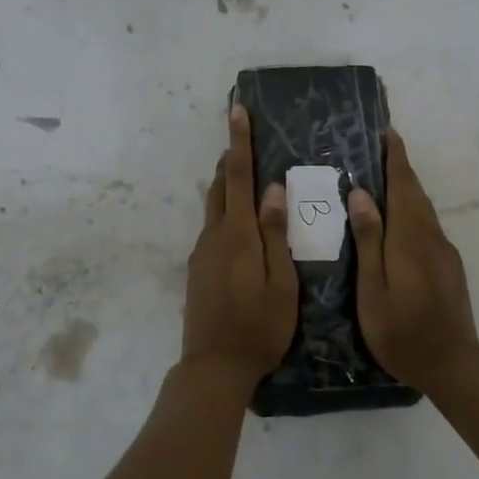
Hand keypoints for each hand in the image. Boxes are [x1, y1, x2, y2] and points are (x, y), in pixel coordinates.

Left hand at [183, 106, 297, 383]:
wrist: (213, 368)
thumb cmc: (259, 328)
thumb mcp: (281, 284)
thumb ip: (276, 234)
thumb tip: (273, 189)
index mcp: (238, 235)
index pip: (237, 176)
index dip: (239, 142)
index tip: (237, 111)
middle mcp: (214, 236)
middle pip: (220, 186)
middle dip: (230, 159)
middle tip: (244, 139)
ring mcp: (201, 253)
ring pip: (214, 208)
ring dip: (227, 187)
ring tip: (248, 179)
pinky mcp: (197, 269)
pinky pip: (213, 229)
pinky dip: (225, 214)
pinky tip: (242, 229)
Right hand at [348, 130, 478, 393]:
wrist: (453, 365)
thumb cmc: (402, 333)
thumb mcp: (373, 292)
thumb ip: (368, 242)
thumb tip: (361, 195)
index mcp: (409, 240)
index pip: (403, 187)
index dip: (395, 159)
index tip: (388, 133)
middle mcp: (431, 238)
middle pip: (416, 192)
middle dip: (401, 166)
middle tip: (382, 146)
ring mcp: (444, 252)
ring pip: (424, 208)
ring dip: (407, 186)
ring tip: (386, 174)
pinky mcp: (449, 266)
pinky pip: (428, 224)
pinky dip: (413, 208)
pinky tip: (399, 217)